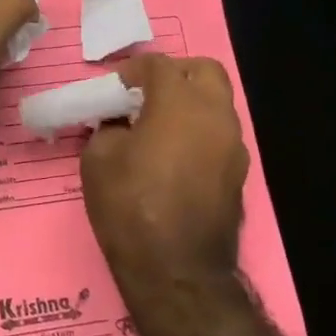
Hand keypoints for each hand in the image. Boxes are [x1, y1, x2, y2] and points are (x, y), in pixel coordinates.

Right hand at [80, 54, 248, 297]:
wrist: (176, 270)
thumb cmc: (129, 206)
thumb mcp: (98, 159)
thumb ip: (109, 128)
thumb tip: (119, 125)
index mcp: (180, 104)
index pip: (160, 65)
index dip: (133, 70)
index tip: (114, 88)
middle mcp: (215, 117)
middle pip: (204, 72)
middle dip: (174, 74)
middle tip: (144, 94)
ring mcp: (233, 146)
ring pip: (216, 104)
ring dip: (188, 104)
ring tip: (155, 128)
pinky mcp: (238, 174)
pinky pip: (218, 135)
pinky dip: (196, 132)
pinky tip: (170, 156)